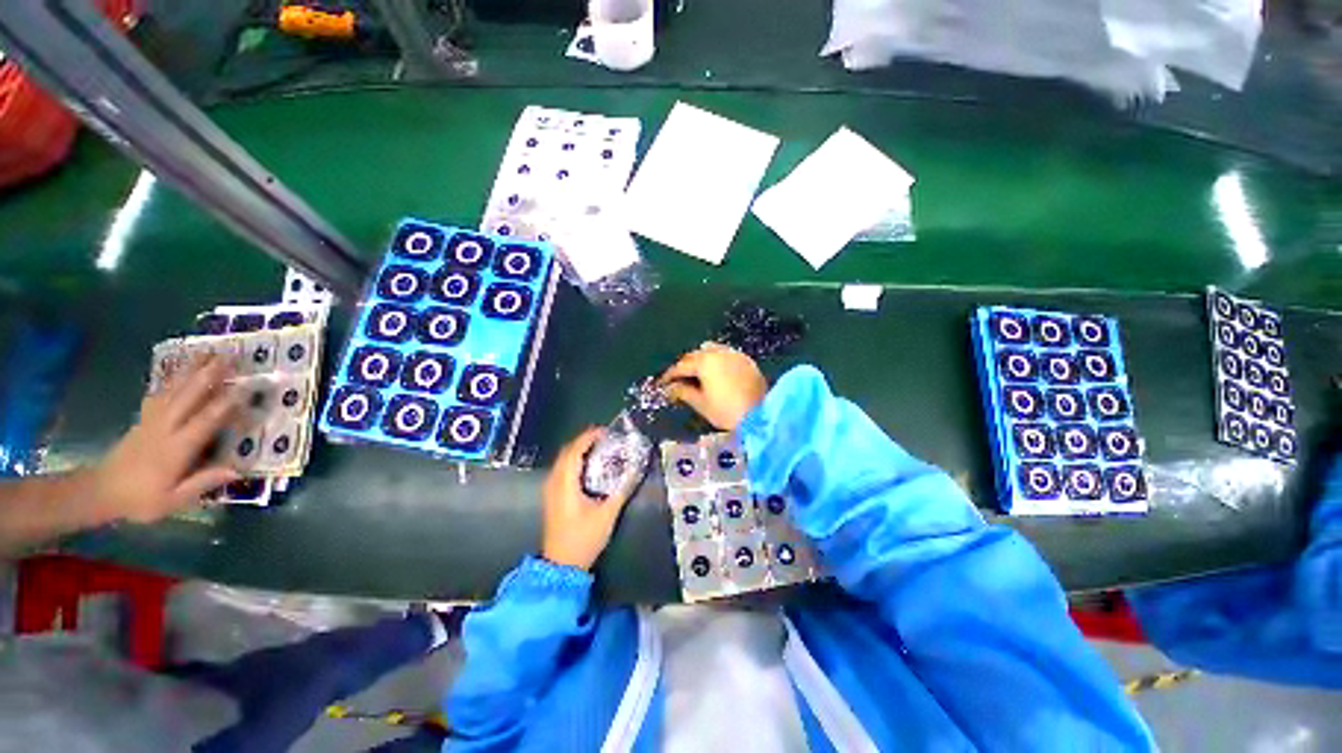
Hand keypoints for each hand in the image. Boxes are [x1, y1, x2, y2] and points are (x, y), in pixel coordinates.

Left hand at [91, 357, 240, 522]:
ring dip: (192, 369)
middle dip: (208, 374)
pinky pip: (161, 393)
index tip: (246, 386)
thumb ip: (202, 483)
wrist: (100, 491)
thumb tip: (238, 470)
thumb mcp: (172, 500)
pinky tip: (181, 369)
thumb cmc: (141, 500)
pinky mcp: (144, 418)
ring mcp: (152, 420)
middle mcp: (166, 428)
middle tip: (229, 355)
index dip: (226, 403)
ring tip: (207, 352)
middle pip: (189, 397)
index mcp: (177, 448)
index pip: (206, 421)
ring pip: (174, 390)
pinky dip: (172, 378)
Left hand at [542, 428, 636, 570]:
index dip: (589, 437)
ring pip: (563, 460)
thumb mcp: (607, 514)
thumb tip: (636, 469)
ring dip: (579, 450)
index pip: (574, 450)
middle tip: (605, 438)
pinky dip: (575, 460)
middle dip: (585, 440)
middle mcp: (554, 482)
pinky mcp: (552, 497)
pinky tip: (589, 466)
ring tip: (599, 448)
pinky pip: (562, 469)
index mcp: (565, 483)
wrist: (561, 566)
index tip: (606, 431)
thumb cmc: (584, 539)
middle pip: (566, 452)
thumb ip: (622, 490)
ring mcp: (550, 490)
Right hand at [659, 343, 767, 430]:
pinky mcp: (747, 361)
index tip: (663, 384)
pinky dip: (717, 361)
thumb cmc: (726, 411)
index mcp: (705, 362)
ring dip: (701, 360)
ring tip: (698, 375)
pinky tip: (716, 374)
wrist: (760, 416)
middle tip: (679, 380)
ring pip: (712, 350)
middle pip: (696, 355)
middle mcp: (719, 352)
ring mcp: (735, 355)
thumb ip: (683, 392)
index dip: (670, 375)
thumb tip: (670, 388)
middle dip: (686, 366)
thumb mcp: (701, 403)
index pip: (682, 365)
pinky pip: (726, 355)